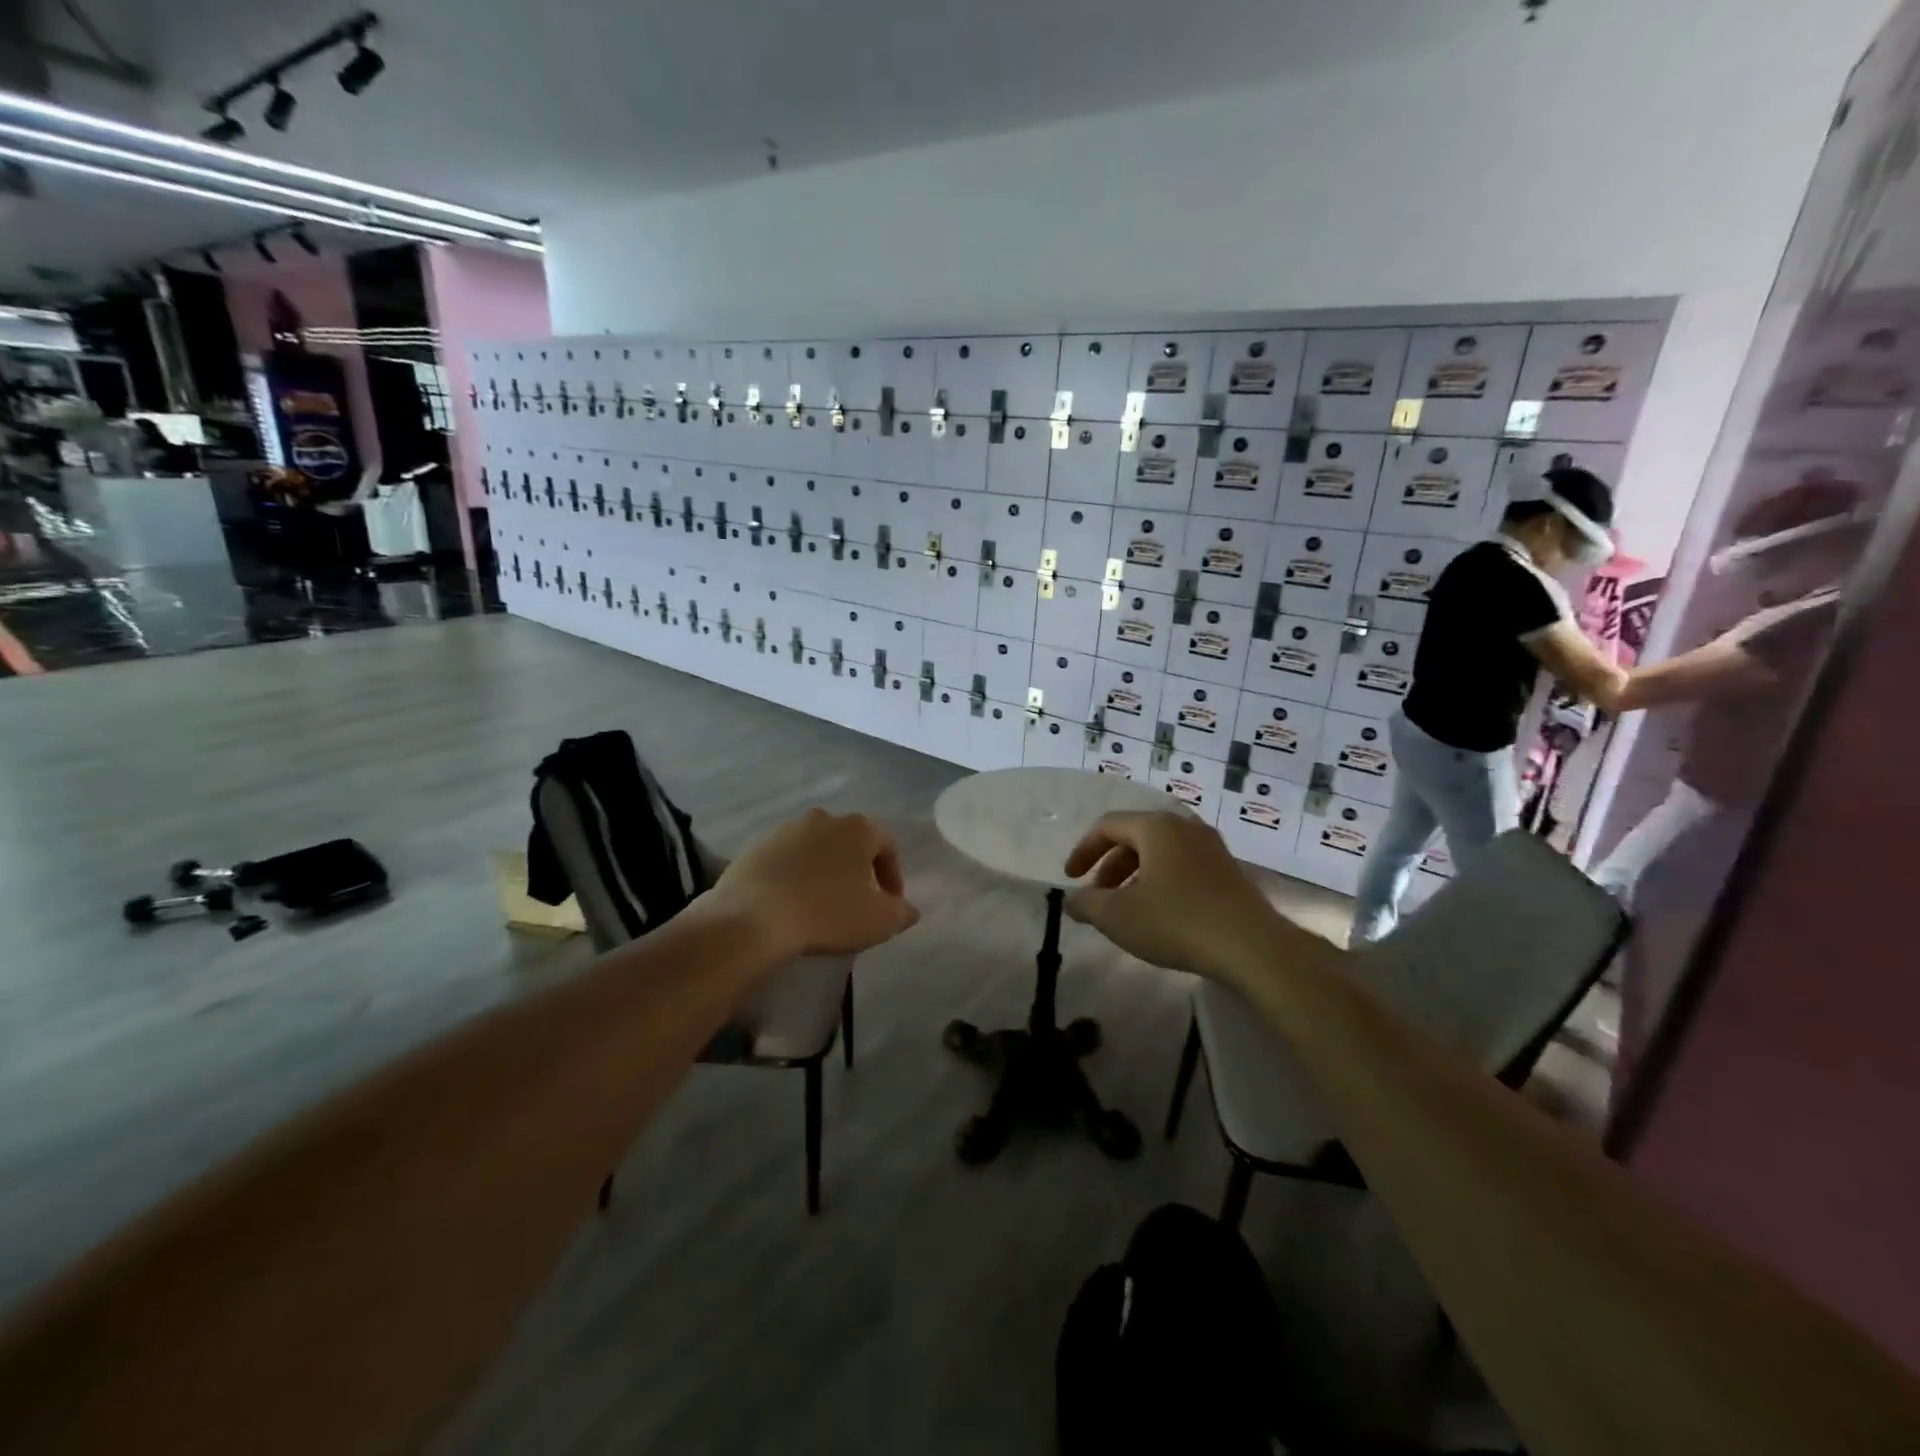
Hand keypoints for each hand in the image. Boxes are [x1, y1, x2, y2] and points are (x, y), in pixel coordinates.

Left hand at [704, 810, 920, 958]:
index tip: (890, 904)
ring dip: (824, 871)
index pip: (887, 846)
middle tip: (857, 902)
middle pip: (850, 843)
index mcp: (858, 828)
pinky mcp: (756, 846)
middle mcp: (824, 818)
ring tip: (821, 904)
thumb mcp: (880, 921)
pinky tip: (791, 904)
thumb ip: (902, 912)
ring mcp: (786, 829)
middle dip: (857, 870)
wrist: (753, 918)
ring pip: (816, 849)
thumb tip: (908, 909)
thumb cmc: (827, 913)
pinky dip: (794, 876)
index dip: (893, 876)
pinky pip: (786, 860)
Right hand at [1062, 812, 1279, 980]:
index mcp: (1156, 827)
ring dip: (1135, 876)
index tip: (1071, 878)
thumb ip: (1087, 904)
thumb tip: (1072, 900)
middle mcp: (1185, 827)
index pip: (1107, 826)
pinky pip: (1183, 866)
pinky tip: (1160, 914)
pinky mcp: (1229, 872)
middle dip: (1110, 866)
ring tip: (1126, 908)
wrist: (1252, 946)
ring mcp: (1211, 848)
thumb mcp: (1118, 916)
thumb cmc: (1176, 921)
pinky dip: (1161, 882)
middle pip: (1135, 837)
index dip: (1083, 850)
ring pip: (1161, 853)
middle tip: (1097, 896)